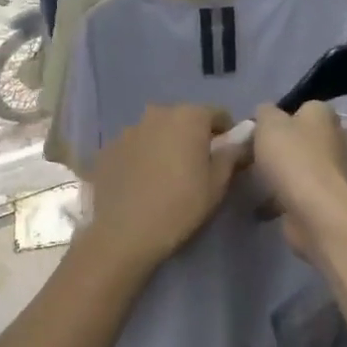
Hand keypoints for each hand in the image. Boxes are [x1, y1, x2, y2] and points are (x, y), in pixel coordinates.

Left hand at [84, 105, 247, 277]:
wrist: (123, 233)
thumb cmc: (180, 206)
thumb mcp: (217, 184)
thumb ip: (231, 154)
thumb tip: (239, 140)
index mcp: (188, 116)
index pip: (218, 114)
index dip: (227, 134)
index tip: (226, 156)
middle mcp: (157, 113)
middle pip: (184, 119)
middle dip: (193, 137)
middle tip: (196, 167)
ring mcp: (127, 129)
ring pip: (156, 131)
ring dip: (165, 145)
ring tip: (165, 177)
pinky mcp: (107, 148)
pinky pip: (133, 147)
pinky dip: (141, 157)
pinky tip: (140, 183)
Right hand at [250, 103, 346, 261]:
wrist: (314, 211)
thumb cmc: (292, 158)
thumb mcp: (268, 123)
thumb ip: (264, 112)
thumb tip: (266, 114)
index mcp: (323, 114)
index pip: (300, 108)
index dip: (277, 118)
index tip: (256, 132)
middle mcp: (333, 138)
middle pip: (298, 138)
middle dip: (276, 147)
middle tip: (251, 155)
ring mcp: (331, 170)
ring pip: (297, 166)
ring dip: (278, 173)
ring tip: (252, 181)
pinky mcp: (324, 197)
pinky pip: (297, 192)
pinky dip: (280, 197)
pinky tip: (260, 204)